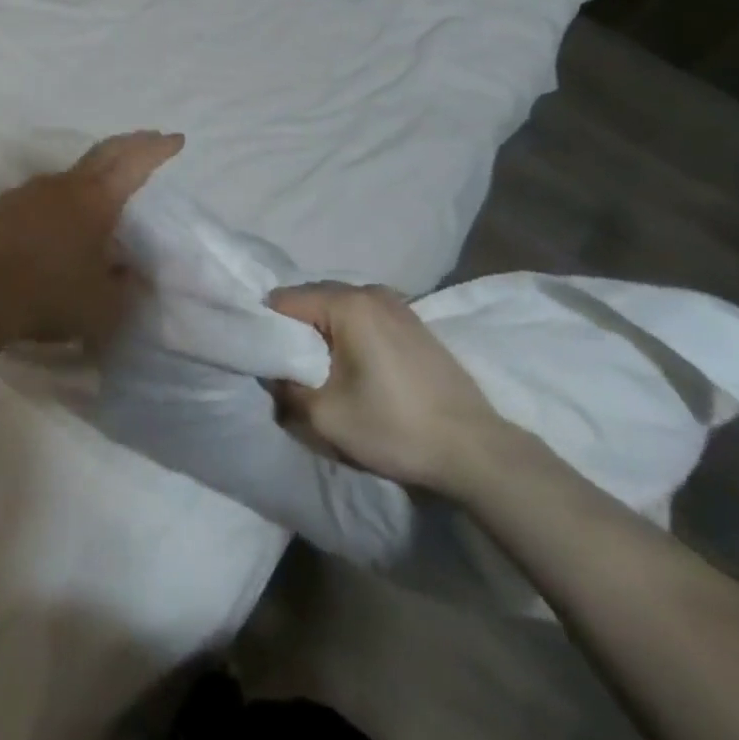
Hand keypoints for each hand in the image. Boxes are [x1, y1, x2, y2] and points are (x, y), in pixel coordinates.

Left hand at [0, 130, 183, 346]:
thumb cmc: (51, 296)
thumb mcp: (105, 305)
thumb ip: (124, 284)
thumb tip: (128, 270)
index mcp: (96, 200)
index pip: (134, 163)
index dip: (157, 149)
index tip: (176, 139)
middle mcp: (65, 185)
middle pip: (104, 152)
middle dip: (131, 143)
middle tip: (150, 138)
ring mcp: (31, 191)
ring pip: (71, 175)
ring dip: (93, 176)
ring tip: (102, 196)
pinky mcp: (5, 206)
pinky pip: (43, 196)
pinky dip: (61, 200)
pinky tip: (58, 223)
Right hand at [268, 283, 509, 494]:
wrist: (474, 449)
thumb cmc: (394, 427)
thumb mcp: (325, 416)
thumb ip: (286, 388)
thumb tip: (272, 373)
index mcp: (347, 303)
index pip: (284, 300)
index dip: (266, 328)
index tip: (264, 359)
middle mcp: (370, 291)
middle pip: (311, 298)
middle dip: (294, 330)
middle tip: (289, 369)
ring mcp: (397, 303)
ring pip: (338, 307)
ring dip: (322, 332)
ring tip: (321, 371)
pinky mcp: (413, 321)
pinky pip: (363, 316)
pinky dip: (348, 334)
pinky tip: (355, 368)